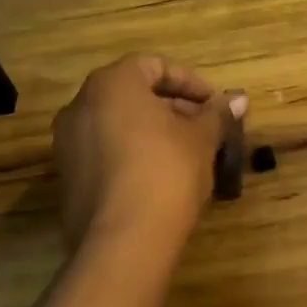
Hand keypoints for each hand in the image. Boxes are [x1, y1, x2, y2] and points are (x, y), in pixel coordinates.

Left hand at [52, 55, 245, 252]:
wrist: (124, 241)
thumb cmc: (167, 171)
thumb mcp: (201, 138)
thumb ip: (217, 114)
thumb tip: (239, 99)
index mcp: (111, 85)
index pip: (153, 65)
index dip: (190, 82)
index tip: (214, 105)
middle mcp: (80, 106)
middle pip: (133, 94)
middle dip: (173, 108)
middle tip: (205, 128)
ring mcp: (67, 144)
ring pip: (118, 124)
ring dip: (154, 131)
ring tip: (189, 153)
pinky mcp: (67, 179)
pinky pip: (105, 152)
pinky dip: (133, 153)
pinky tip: (162, 177)